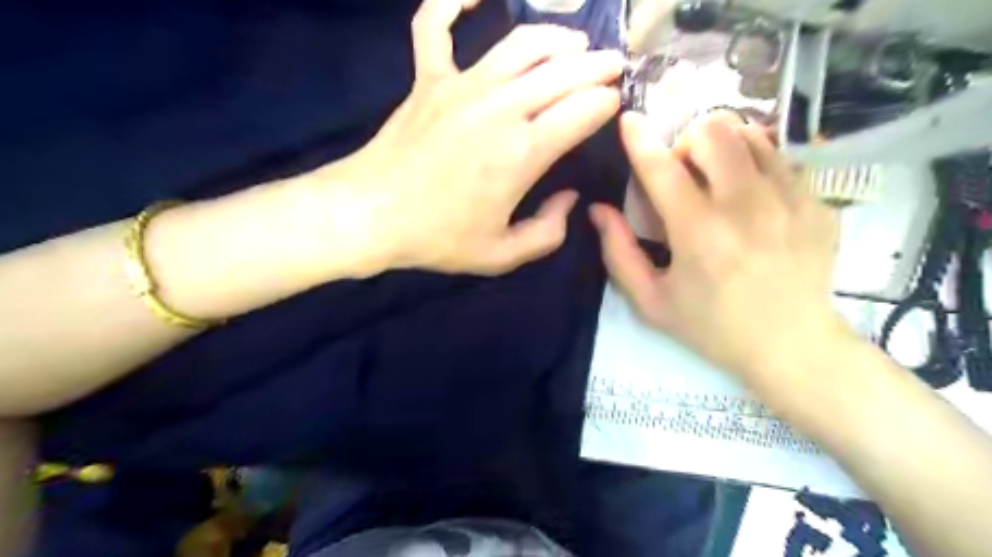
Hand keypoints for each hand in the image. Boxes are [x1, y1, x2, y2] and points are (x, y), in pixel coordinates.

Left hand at [318, 1, 617, 276]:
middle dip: (599, 65)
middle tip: (613, 67)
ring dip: (557, 37)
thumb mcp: (502, 255)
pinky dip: (453, 1)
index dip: (607, 103)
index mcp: (523, 152)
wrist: (371, 215)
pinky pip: (436, 24)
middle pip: (564, 69)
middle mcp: (500, 107)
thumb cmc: (438, 238)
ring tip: (575, 43)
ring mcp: (461, 85)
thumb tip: (569, 200)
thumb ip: (548, 232)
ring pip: (521, 42)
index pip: (584, 108)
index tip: (613, 106)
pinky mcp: (428, 79)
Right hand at [592, 111, 848, 383]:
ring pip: (751, 133)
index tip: (629, 120)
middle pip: (713, 131)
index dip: (639, 140)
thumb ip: (618, 253)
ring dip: (723, 147)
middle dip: (687, 143)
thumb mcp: (651, 302)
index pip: (662, 168)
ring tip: (717, 179)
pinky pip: (781, 157)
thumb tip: (599, 210)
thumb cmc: (712, 327)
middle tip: (684, 175)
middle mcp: (746, 206)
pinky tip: (750, 196)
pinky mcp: (817, 203)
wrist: (793, 347)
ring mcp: (789, 200)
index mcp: (699, 233)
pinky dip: (755, 163)